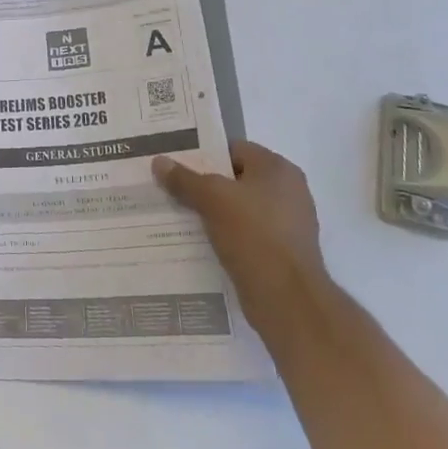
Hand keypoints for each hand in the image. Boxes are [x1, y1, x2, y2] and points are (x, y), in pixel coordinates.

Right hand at [153, 140, 328, 334]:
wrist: (287, 299)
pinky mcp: (282, 253)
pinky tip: (199, 241)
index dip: (203, 154)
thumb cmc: (253, 234)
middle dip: (204, 185)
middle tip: (170, 187)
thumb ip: (184, 178)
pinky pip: (245, 234)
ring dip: (212, 212)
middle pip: (235, 179)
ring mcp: (287, 224)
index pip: (234, 149)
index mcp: (278, 169)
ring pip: (238, 209)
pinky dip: (225, 235)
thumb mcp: (211, 198)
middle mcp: (289, 192)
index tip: (175, 163)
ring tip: (178, 215)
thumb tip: (159, 161)